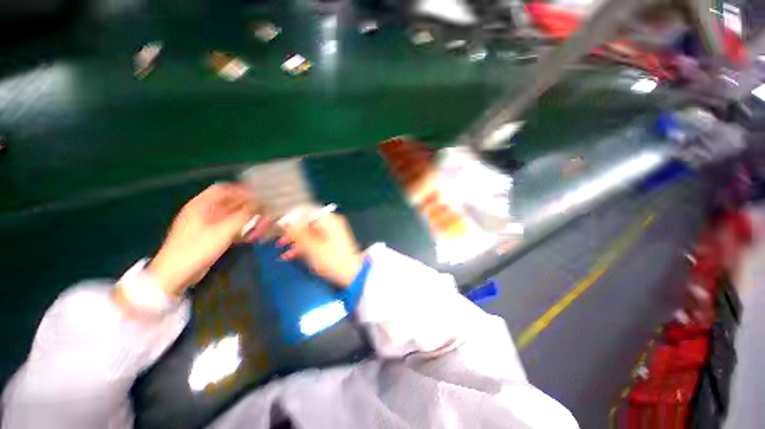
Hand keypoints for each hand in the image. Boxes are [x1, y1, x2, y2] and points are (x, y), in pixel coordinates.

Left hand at [146, 183, 267, 295]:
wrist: (175, 275)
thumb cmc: (197, 249)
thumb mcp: (224, 231)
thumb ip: (244, 216)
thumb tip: (261, 205)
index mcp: (200, 205)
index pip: (223, 189)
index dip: (241, 191)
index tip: (258, 196)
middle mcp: (202, 212)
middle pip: (228, 203)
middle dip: (246, 206)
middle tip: (263, 211)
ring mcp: (205, 225)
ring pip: (230, 216)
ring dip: (245, 219)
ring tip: (259, 224)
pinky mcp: (208, 237)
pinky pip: (227, 227)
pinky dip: (239, 229)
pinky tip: (250, 235)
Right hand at [278, 212, 363, 287]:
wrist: (351, 274)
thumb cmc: (332, 259)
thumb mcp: (311, 246)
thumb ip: (297, 233)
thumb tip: (284, 221)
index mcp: (329, 220)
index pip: (307, 209)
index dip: (291, 215)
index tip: (279, 224)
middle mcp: (331, 223)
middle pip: (307, 221)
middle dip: (291, 230)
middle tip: (279, 238)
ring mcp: (331, 233)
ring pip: (309, 231)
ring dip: (295, 239)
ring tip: (280, 248)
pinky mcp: (330, 242)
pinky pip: (314, 239)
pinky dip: (303, 245)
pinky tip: (289, 255)